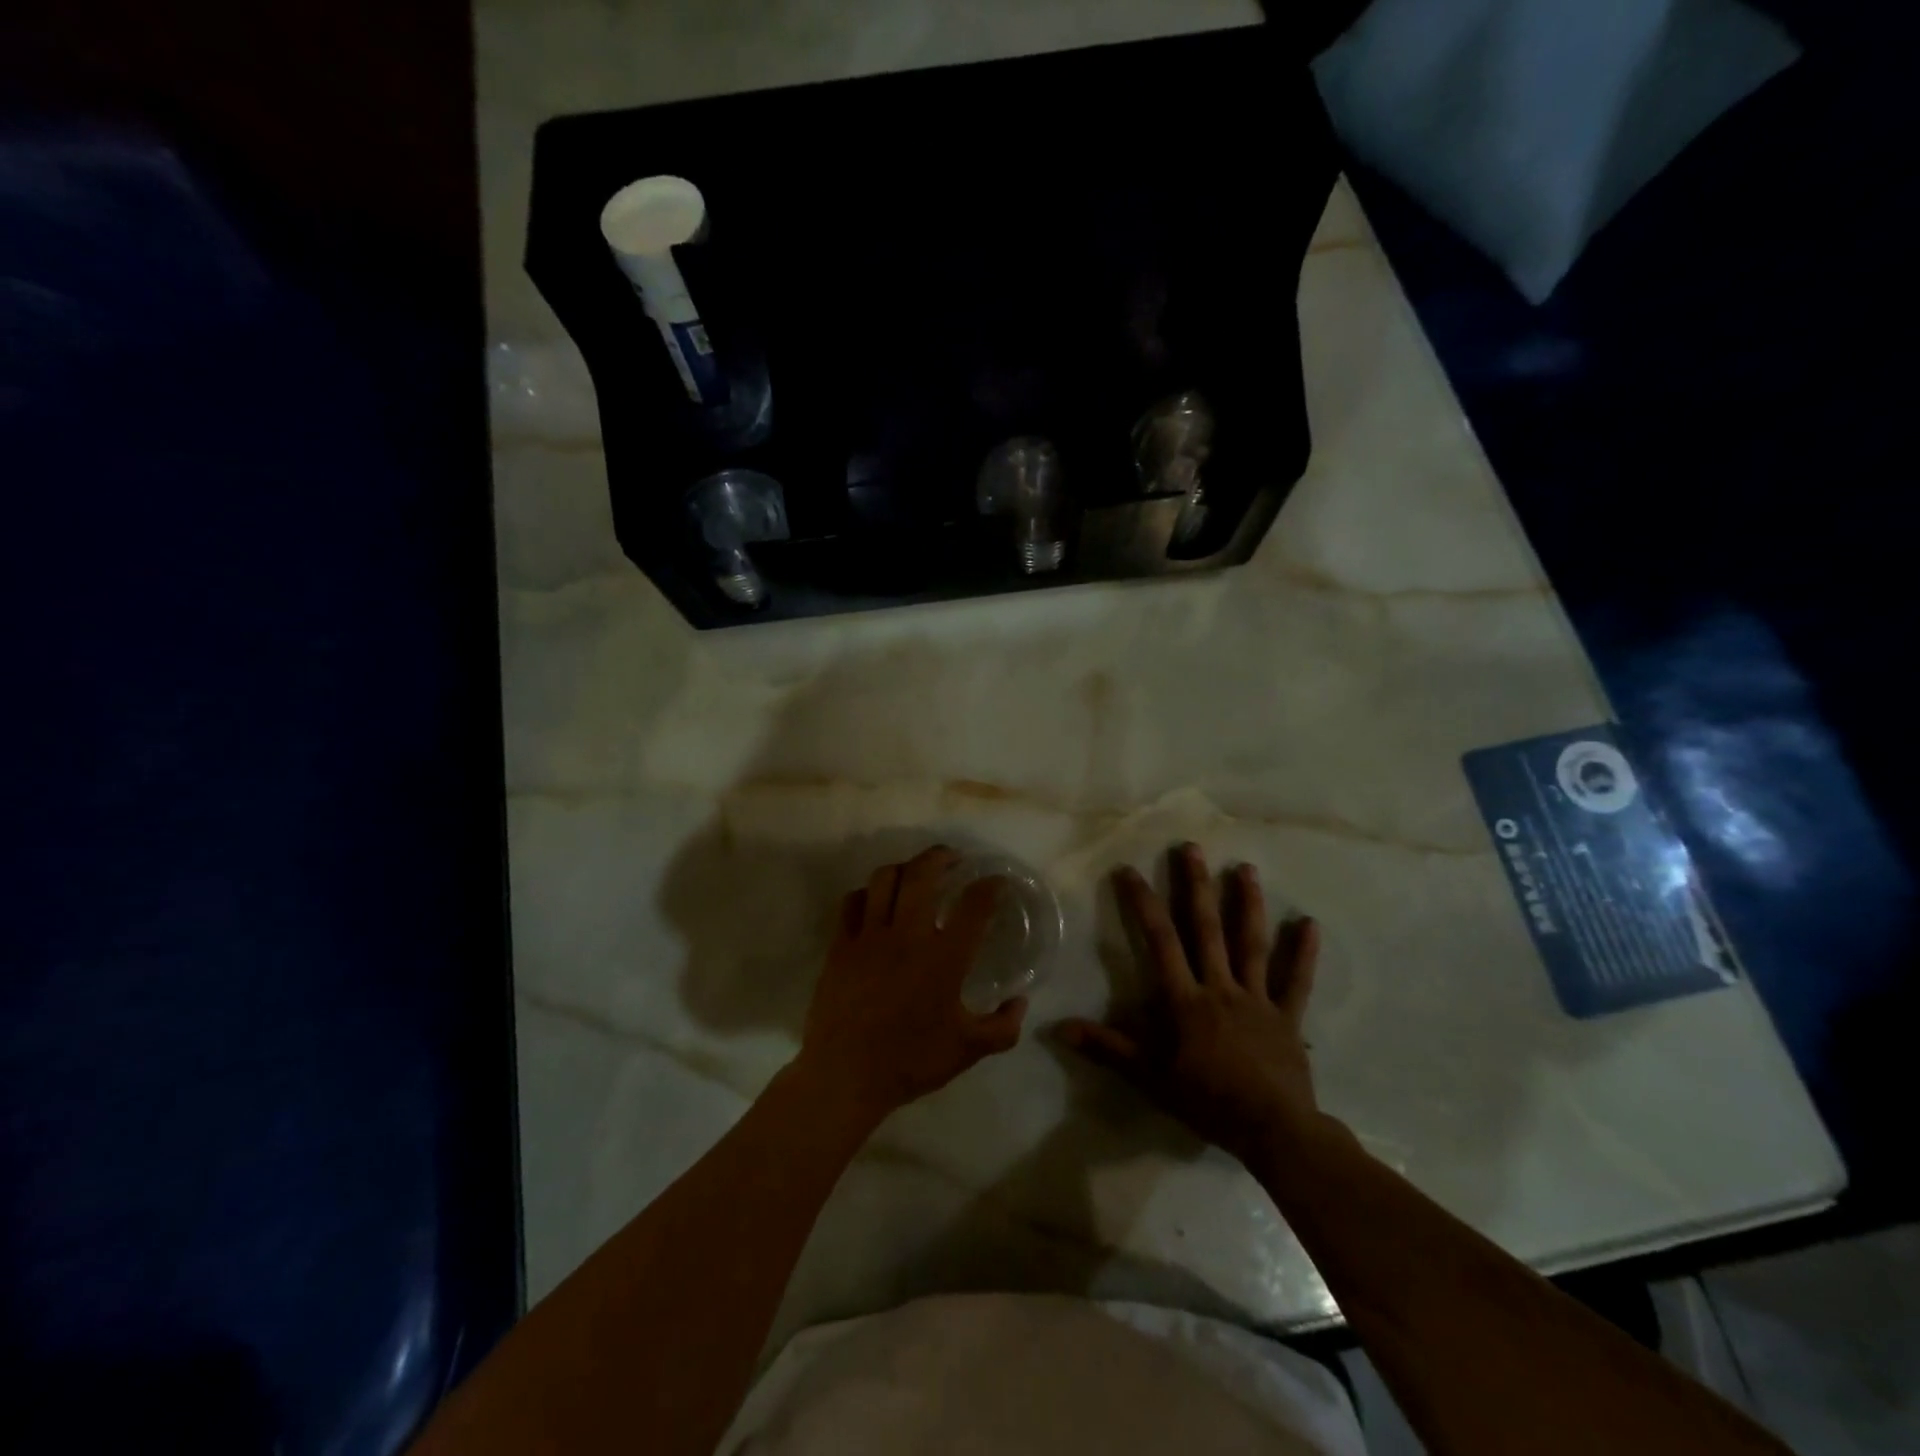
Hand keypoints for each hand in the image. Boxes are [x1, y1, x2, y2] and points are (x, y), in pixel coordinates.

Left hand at [794, 846, 1027, 1128]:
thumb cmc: (910, 1061)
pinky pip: (853, 901)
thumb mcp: (968, 1051)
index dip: (990, 886)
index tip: (997, 881)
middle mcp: (908, 935)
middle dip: (941, 857)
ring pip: (885, 878)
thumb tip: (1020, 1003)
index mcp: (944, 958)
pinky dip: (868, 892)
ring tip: (916, 874)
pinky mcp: (841, 945)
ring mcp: (869, 936)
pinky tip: (877, 901)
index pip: (974, 906)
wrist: (845, 1075)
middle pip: (923, 874)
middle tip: (953, 858)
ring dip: (905, 868)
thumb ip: (1002, 1027)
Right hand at [1058, 844, 1325, 1169]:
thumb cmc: (1207, 1102)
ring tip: (1245, 868)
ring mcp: (1258, 999)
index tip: (1130, 870)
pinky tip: (1310, 923)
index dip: (1143, 904)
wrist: (1273, 1132)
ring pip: (1251, 944)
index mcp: (1186, 1000)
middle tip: (1191, 848)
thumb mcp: (1149, 1077)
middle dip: (1196, 887)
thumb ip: (1108, 1048)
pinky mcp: (1287, 1016)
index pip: (1160, 941)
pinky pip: (1296, 981)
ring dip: (1248, 904)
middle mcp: (1221, 987)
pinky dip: (1303, 953)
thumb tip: (1059, 1028)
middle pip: (1206, 929)